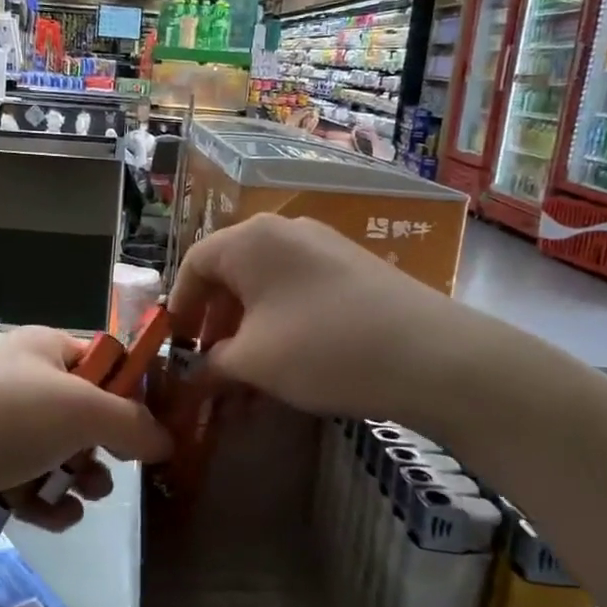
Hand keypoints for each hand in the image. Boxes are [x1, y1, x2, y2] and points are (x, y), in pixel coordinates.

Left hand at [0, 326, 171, 537]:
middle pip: (79, 410)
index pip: (103, 359)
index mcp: (43, 347)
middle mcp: (17, 378)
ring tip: (86, 499)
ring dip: (76, 477)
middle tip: (113, 473)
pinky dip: (41, 499)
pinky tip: (54, 519)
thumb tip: (168, 439)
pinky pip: (21, 479)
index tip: (155, 428)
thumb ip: (132, 423)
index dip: (132, 391)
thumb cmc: (3, 419)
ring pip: (52, 450)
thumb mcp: (81, 411)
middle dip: (102, 445)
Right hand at [169, 215, 449, 419]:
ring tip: (249, 375)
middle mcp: (285, 231)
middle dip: (215, 322)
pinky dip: (282, 324)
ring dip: (249, 329)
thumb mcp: (253, 362)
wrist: (429, 354)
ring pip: (267, 286)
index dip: (179, 306)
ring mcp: (325, 247)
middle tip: (211, 365)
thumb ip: (211, 364)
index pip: (194, 263)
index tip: (176, 346)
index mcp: (250, 240)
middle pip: (232, 273)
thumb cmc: (321, 348)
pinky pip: (300, 291)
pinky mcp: (355, 269)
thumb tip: (197, 373)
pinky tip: (291, 363)